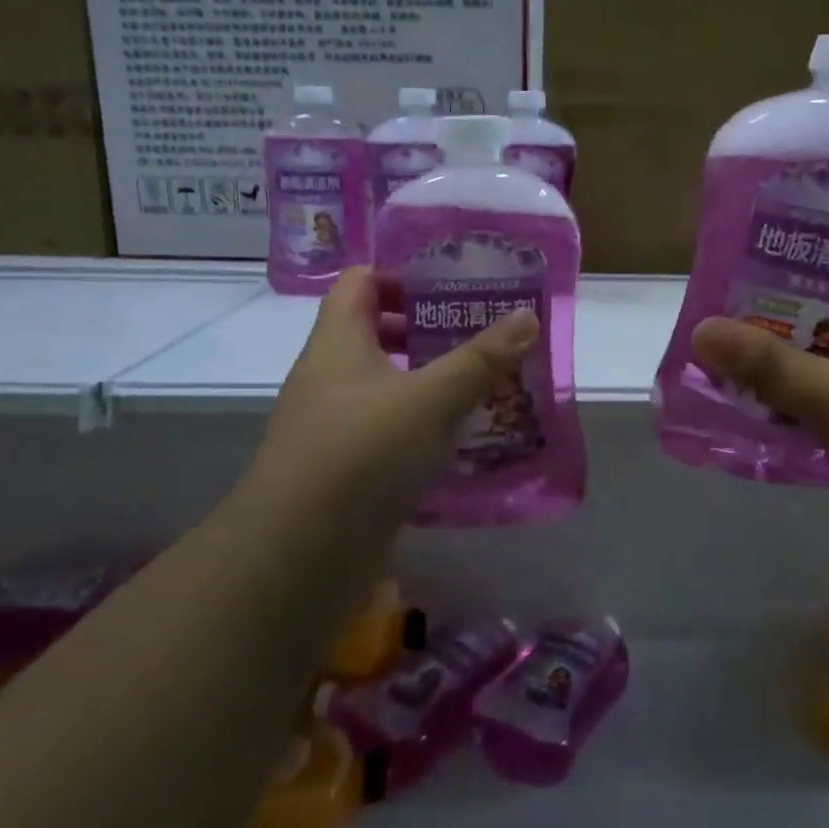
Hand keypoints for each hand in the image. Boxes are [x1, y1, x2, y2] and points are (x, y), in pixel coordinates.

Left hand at [249, 268, 539, 517]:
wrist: (300, 551)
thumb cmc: (364, 452)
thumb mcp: (433, 399)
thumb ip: (481, 358)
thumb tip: (528, 317)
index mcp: (338, 340)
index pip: (360, 281)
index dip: (401, 276)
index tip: (449, 288)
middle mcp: (327, 374)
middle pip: (371, 331)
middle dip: (422, 329)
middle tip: (474, 334)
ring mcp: (329, 422)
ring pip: (379, 382)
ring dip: (422, 378)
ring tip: (474, 385)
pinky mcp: (339, 464)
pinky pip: (381, 426)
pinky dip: (415, 422)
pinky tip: (452, 438)